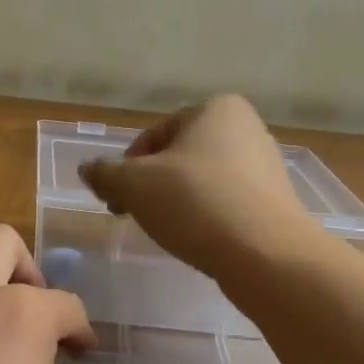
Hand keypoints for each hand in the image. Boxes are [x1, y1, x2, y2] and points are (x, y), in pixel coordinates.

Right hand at [79, 94, 306, 276]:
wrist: (266, 255)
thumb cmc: (195, 203)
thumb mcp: (134, 184)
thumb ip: (105, 173)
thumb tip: (88, 169)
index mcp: (215, 109)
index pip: (153, 136)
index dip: (126, 168)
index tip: (115, 199)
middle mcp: (245, 128)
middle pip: (177, 157)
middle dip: (150, 185)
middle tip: (132, 215)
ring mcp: (265, 166)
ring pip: (200, 180)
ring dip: (175, 201)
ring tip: (165, 230)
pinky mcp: (274, 201)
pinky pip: (225, 202)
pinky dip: (204, 216)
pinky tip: (196, 239)